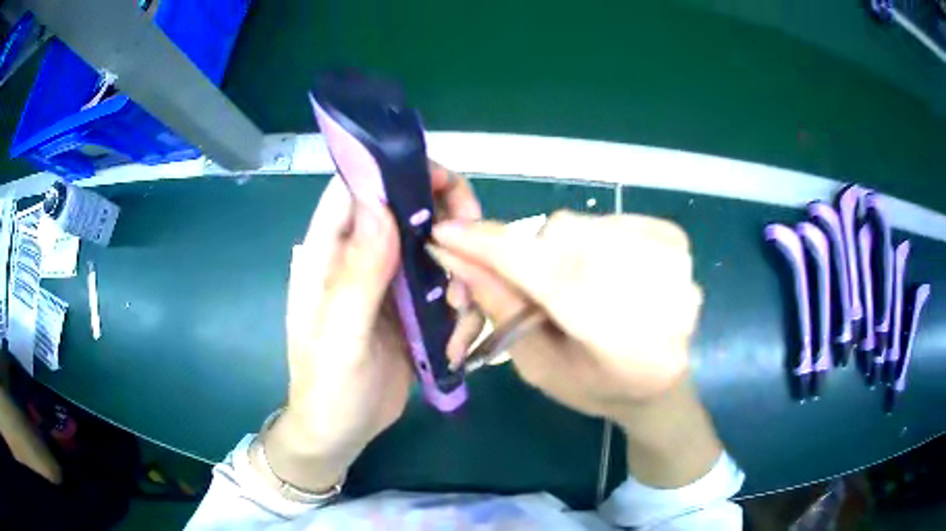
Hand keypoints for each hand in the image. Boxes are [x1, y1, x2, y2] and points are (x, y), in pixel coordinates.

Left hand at [262, 163, 483, 492]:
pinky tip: (455, 342)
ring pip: (432, 249)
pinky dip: (459, 307)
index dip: (397, 173)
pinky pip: (443, 289)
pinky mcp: (409, 310)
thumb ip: (358, 274)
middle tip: (473, 242)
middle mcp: (358, 259)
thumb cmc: (327, 389)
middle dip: (444, 218)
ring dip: (458, 271)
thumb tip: (382, 205)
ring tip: (459, 311)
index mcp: (327, 254)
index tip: (444, 183)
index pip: (356, 189)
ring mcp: (386, 284)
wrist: (340, 434)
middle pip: (404, 210)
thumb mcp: (340, 336)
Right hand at [430, 211, 721, 487]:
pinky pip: (605, 218)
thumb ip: (503, 309)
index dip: (494, 250)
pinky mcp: (675, 238)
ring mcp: (675, 260)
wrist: (661, 382)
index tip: (445, 234)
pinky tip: (598, 271)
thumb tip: (456, 256)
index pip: (553, 277)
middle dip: (527, 253)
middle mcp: (662, 295)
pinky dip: (587, 239)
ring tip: (567, 284)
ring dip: (557, 248)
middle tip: (518, 280)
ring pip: (583, 225)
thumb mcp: (540, 365)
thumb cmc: (596, 387)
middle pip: (566, 241)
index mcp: (628, 346)